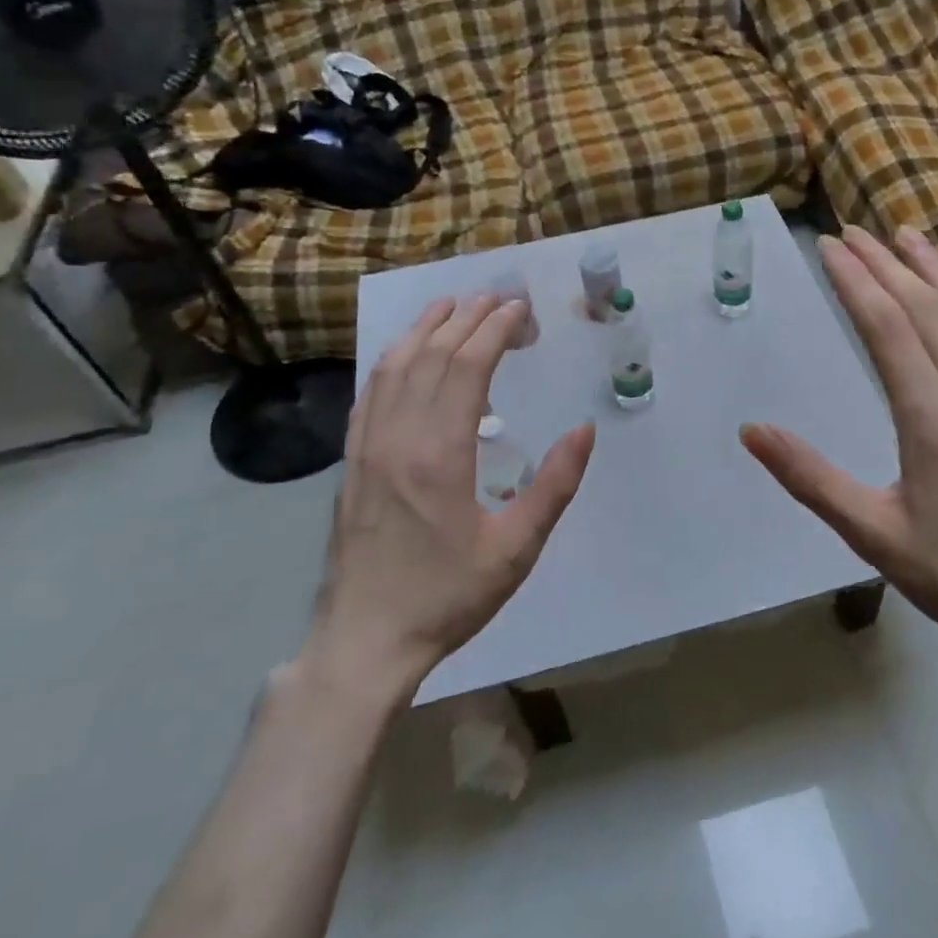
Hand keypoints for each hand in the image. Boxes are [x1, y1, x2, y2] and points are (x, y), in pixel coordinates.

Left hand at [305, 294, 594, 699]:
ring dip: (424, 329)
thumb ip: (553, 486)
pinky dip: (391, 360)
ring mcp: (367, 447)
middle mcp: (398, 437)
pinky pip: (369, 393)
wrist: (367, 639)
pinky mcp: (352, 461)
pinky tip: (404, 353)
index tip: (519, 309)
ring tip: (452, 305)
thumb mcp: (516, 549)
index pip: (466, 367)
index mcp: (440, 454)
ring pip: (393, 367)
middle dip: (465, 318)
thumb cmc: (448, 596)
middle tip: (497, 298)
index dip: (493, 330)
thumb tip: (585, 430)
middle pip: (429, 355)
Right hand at [742, 227, 937, 683]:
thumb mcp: (870, 532)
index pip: (887, 327)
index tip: (830, 247)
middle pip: (928, 308)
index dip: (856, 280)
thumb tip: (751, 430)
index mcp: (932, 419)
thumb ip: (809, 477)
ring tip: (910, 237)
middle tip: (855, 232)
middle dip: (887, 264)